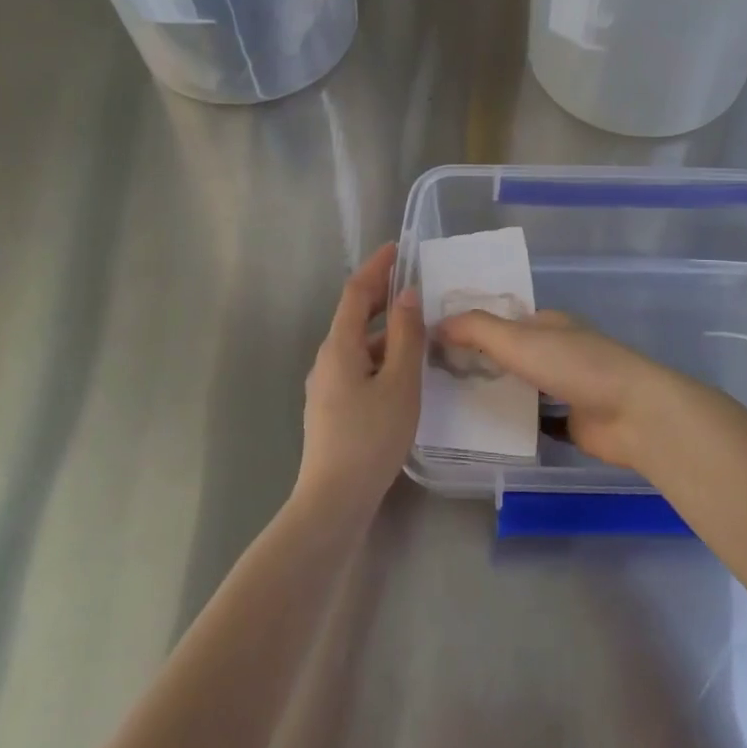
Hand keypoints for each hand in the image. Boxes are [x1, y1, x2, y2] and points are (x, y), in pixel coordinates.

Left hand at [297, 243, 422, 513]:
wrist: (334, 500)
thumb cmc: (371, 437)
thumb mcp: (400, 383)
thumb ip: (407, 336)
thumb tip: (408, 295)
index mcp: (340, 346)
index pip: (356, 292)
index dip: (377, 267)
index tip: (398, 248)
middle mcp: (327, 359)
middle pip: (355, 317)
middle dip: (383, 296)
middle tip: (415, 284)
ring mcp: (326, 386)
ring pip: (359, 345)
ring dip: (386, 331)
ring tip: (420, 330)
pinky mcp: (332, 408)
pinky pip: (359, 367)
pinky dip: (382, 356)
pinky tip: (403, 373)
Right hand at [435, 309, 694, 472]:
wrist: (631, 414)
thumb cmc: (574, 366)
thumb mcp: (519, 339)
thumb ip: (477, 329)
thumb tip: (435, 323)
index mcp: (548, 324)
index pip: (502, 320)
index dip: (471, 327)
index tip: (433, 340)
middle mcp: (556, 351)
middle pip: (510, 354)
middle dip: (478, 362)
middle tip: (432, 376)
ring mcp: (565, 387)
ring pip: (520, 387)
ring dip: (493, 392)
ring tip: (447, 403)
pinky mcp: (570, 421)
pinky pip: (532, 419)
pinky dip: (511, 422)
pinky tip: (480, 431)